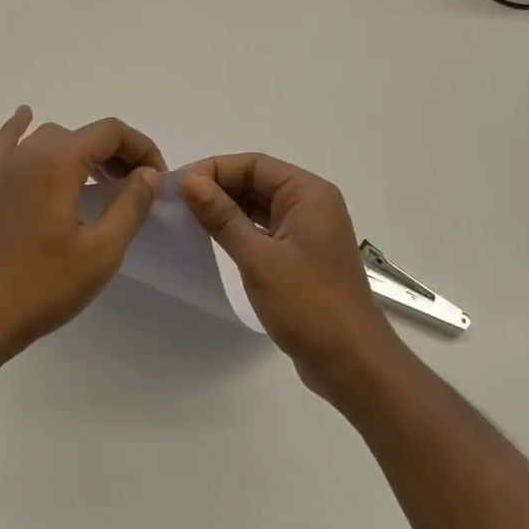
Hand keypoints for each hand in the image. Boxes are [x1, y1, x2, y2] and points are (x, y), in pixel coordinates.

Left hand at [0, 108, 165, 354]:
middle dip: (116, 152)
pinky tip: (25, 117)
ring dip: (81, 150)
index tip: (157, 179)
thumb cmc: (45, 285)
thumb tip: (147, 174)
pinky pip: (6, 144)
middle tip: (136, 186)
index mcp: (58, 162)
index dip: (141, 148)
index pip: (110, 132)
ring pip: (50, 138)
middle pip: (82, 134)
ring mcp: (3, 168)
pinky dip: (20, 129)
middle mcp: (28, 153)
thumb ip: (130, 205)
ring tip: (101, 179)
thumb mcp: (102, 250)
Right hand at [180, 154, 402, 403]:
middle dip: (218, 187)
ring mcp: (308, 230)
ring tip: (187, 217)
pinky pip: (265, 228)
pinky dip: (240, 229)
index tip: (178, 185)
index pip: (254, 164)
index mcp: (308, 193)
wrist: (352, 363)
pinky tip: (213, 238)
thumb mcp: (259, 258)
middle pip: (257, 180)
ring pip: (259, 205)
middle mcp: (311, 204)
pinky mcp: (302, 255)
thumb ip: (223, 217)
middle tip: (177, 202)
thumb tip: (190, 182)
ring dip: (227, 208)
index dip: (214, 169)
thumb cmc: (309, 305)